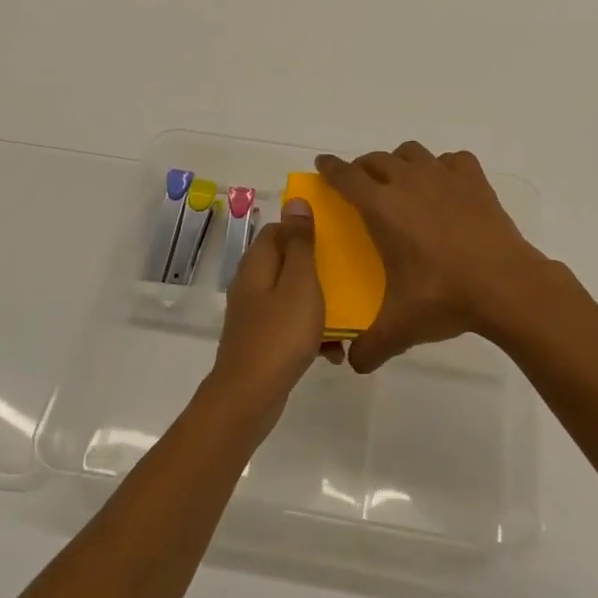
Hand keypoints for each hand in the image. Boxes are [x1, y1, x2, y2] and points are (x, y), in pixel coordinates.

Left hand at [207, 199, 342, 423]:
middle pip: (286, 262)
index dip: (304, 229)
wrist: (250, 396)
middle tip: (347, 274)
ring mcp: (254, 314)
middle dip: (317, 267)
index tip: (334, 236)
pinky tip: (334, 349)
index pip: (277, 229)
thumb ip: (300, 243)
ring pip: (291, 295)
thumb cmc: (280, 334)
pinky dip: (310, 331)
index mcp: (257, 263)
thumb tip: (294, 201)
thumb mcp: (300, 283)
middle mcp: (251, 283)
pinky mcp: (261, 340)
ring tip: (347, 314)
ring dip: (318, 302)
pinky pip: (290, 325)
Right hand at [315, 143, 555, 374]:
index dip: (330, 168)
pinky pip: (452, 160)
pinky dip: (444, 167)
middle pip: (376, 159)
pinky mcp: (474, 181)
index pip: (346, 177)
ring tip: (402, 182)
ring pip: (412, 152)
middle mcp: (408, 183)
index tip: (322, 163)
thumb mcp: (400, 327)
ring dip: (400, 162)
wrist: (506, 286)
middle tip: (361, 186)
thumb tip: (354, 364)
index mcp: (382, 208)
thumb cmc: (445, 298)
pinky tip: (446, 186)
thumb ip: (371, 346)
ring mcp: (444, 177)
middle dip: (363, 167)